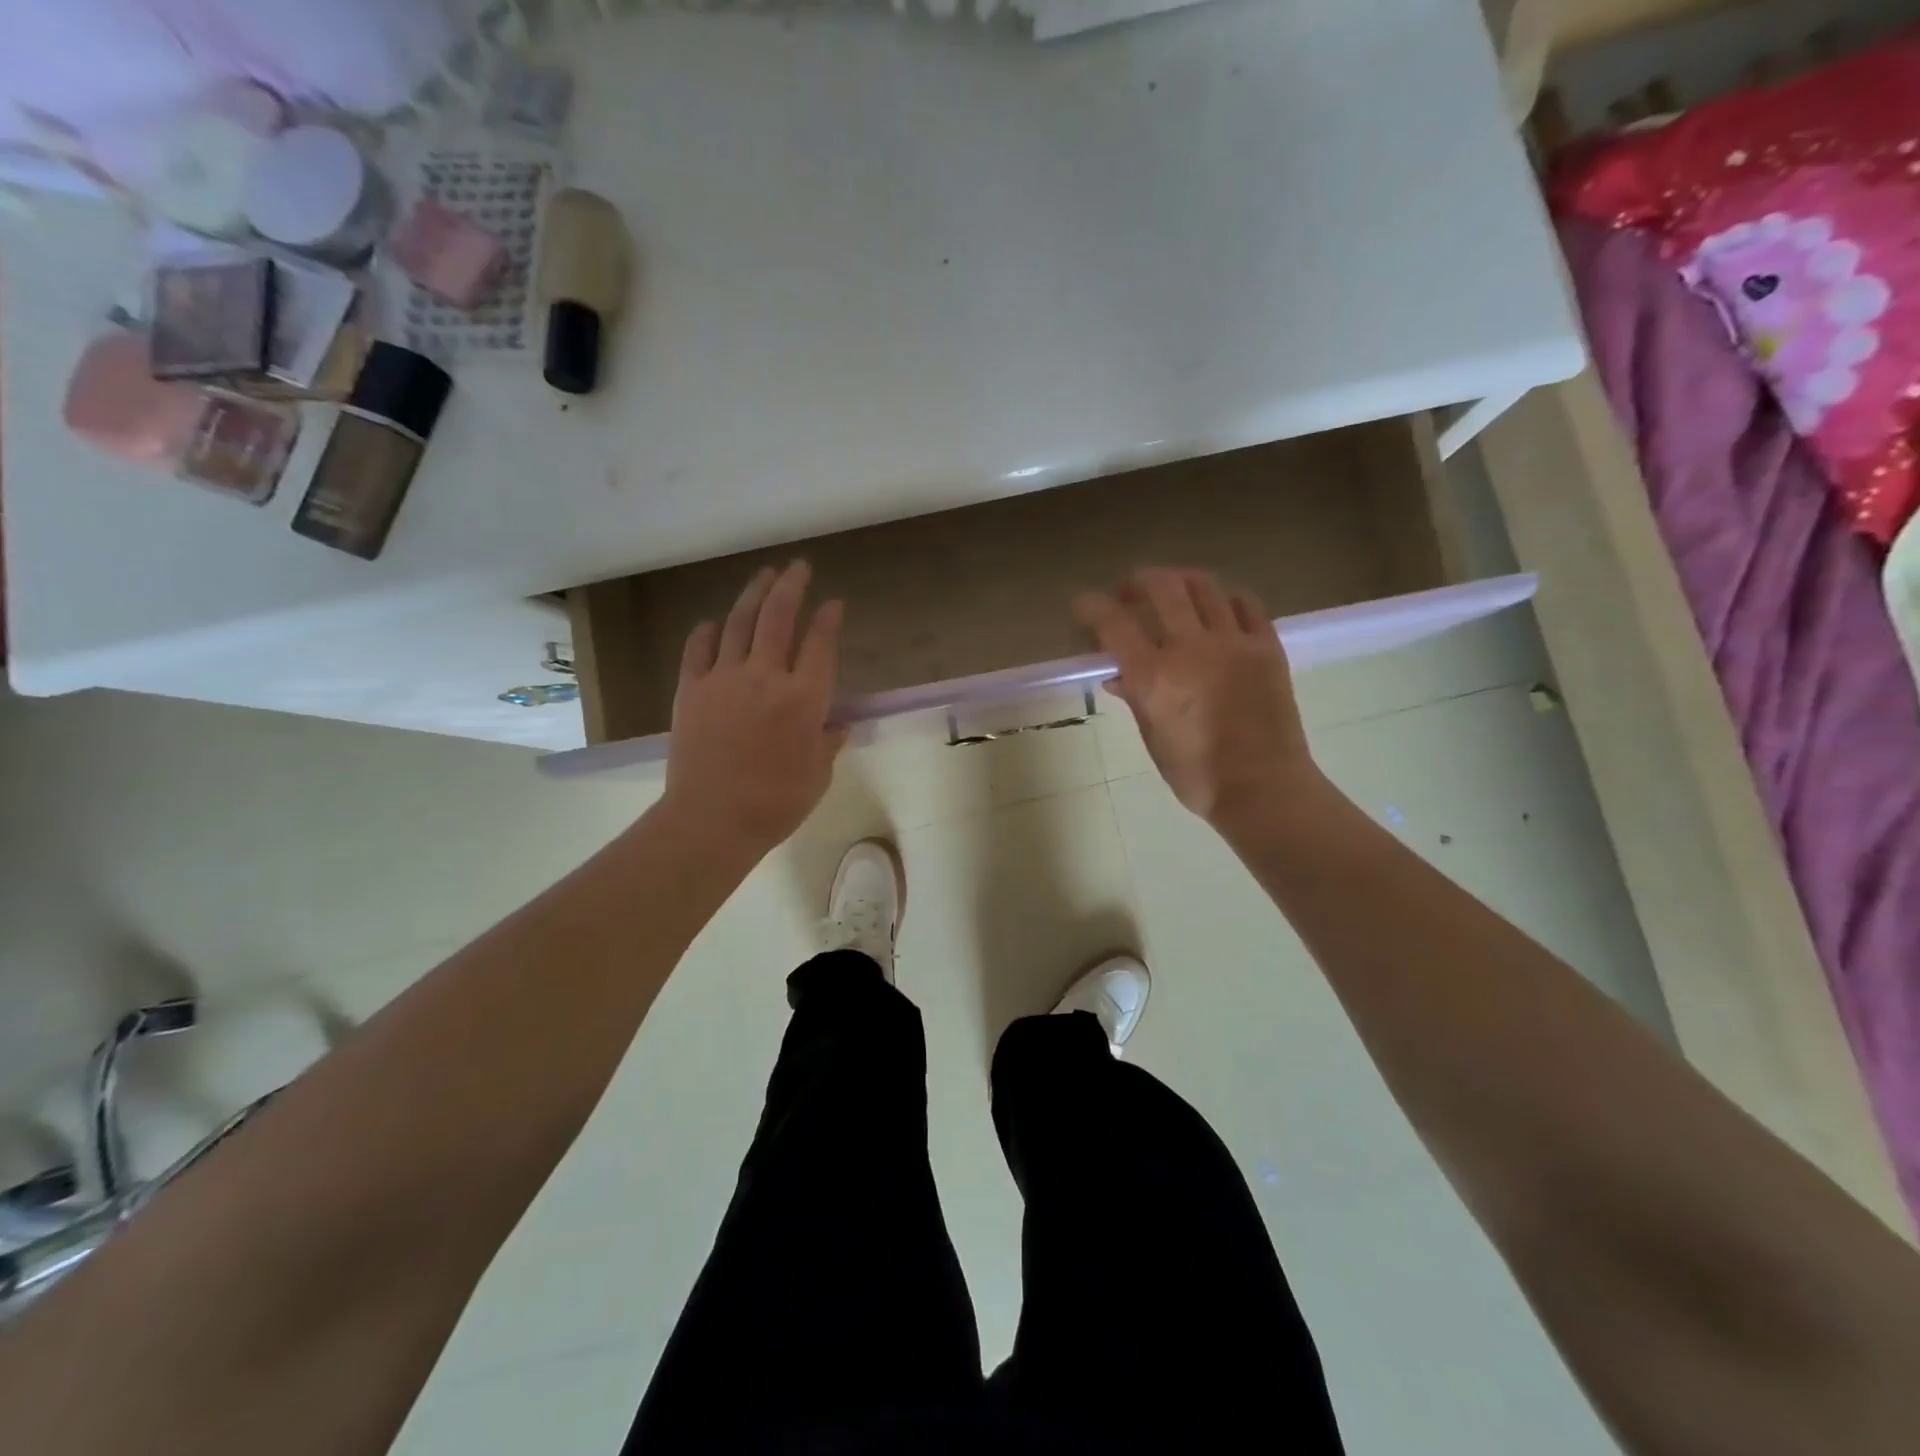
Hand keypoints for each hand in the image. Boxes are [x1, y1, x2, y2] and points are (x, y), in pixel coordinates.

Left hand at [662, 560, 846, 861]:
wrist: (712, 820)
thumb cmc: (776, 803)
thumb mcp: (818, 775)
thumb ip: (828, 742)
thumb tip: (836, 723)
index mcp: (805, 698)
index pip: (821, 643)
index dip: (829, 619)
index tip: (835, 603)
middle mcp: (766, 676)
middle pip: (778, 617)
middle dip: (791, 586)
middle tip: (798, 567)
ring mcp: (724, 679)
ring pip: (739, 622)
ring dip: (753, 594)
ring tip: (764, 575)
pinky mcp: (691, 690)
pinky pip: (698, 649)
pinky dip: (707, 632)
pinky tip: (714, 623)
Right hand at [1075, 568, 1320, 829]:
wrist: (1263, 788)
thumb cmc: (1197, 775)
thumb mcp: (1153, 738)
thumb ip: (1136, 698)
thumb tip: (1119, 677)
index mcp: (1155, 677)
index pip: (1114, 623)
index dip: (1092, 606)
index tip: (1083, 604)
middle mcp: (1191, 648)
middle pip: (1162, 587)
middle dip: (1139, 581)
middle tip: (1130, 592)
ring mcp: (1234, 643)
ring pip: (1205, 587)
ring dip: (1181, 582)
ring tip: (1173, 592)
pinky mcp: (1267, 647)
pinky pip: (1246, 604)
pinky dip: (1225, 599)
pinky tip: (1218, 609)